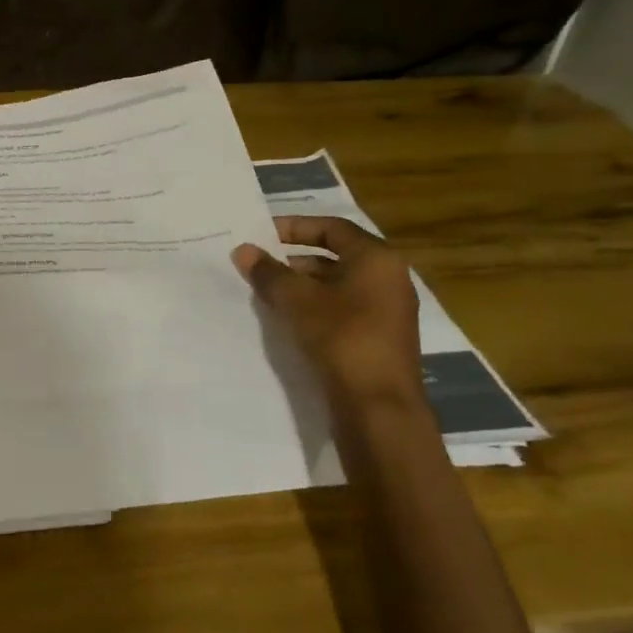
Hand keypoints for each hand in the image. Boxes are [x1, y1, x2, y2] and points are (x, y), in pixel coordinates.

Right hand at [233, 217, 422, 411]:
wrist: (379, 406)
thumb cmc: (341, 337)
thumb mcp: (296, 300)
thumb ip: (268, 272)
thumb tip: (243, 250)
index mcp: (377, 258)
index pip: (332, 228)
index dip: (295, 227)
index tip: (263, 234)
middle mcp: (389, 278)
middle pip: (336, 256)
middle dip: (295, 259)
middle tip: (261, 266)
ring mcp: (388, 310)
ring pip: (339, 285)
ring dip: (303, 285)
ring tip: (268, 293)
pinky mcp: (381, 338)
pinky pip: (344, 309)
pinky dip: (317, 307)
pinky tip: (289, 320)